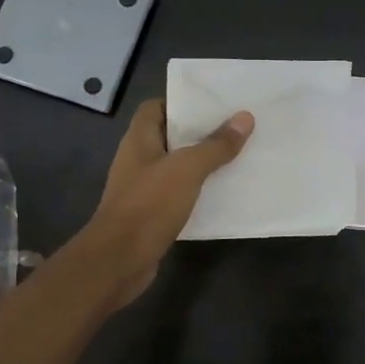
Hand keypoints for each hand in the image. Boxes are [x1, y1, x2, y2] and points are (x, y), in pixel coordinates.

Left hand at [82, 99, 253, 306]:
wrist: (119, 261)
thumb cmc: (149, 205)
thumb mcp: (187, 169)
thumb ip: (216, 145)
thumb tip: (245, 118)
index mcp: (139, 140)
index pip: (155, 108)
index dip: (181, 103)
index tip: (213, 105)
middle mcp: (138, 159)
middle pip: (170, 136)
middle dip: (199, 133)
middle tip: (235, 129)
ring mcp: (143, 188)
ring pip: (176, 167)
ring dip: (201, 163)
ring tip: (236, 157)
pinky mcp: (151, 214)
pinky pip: (178, 194)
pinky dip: (198, 191)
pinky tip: (222, 193)